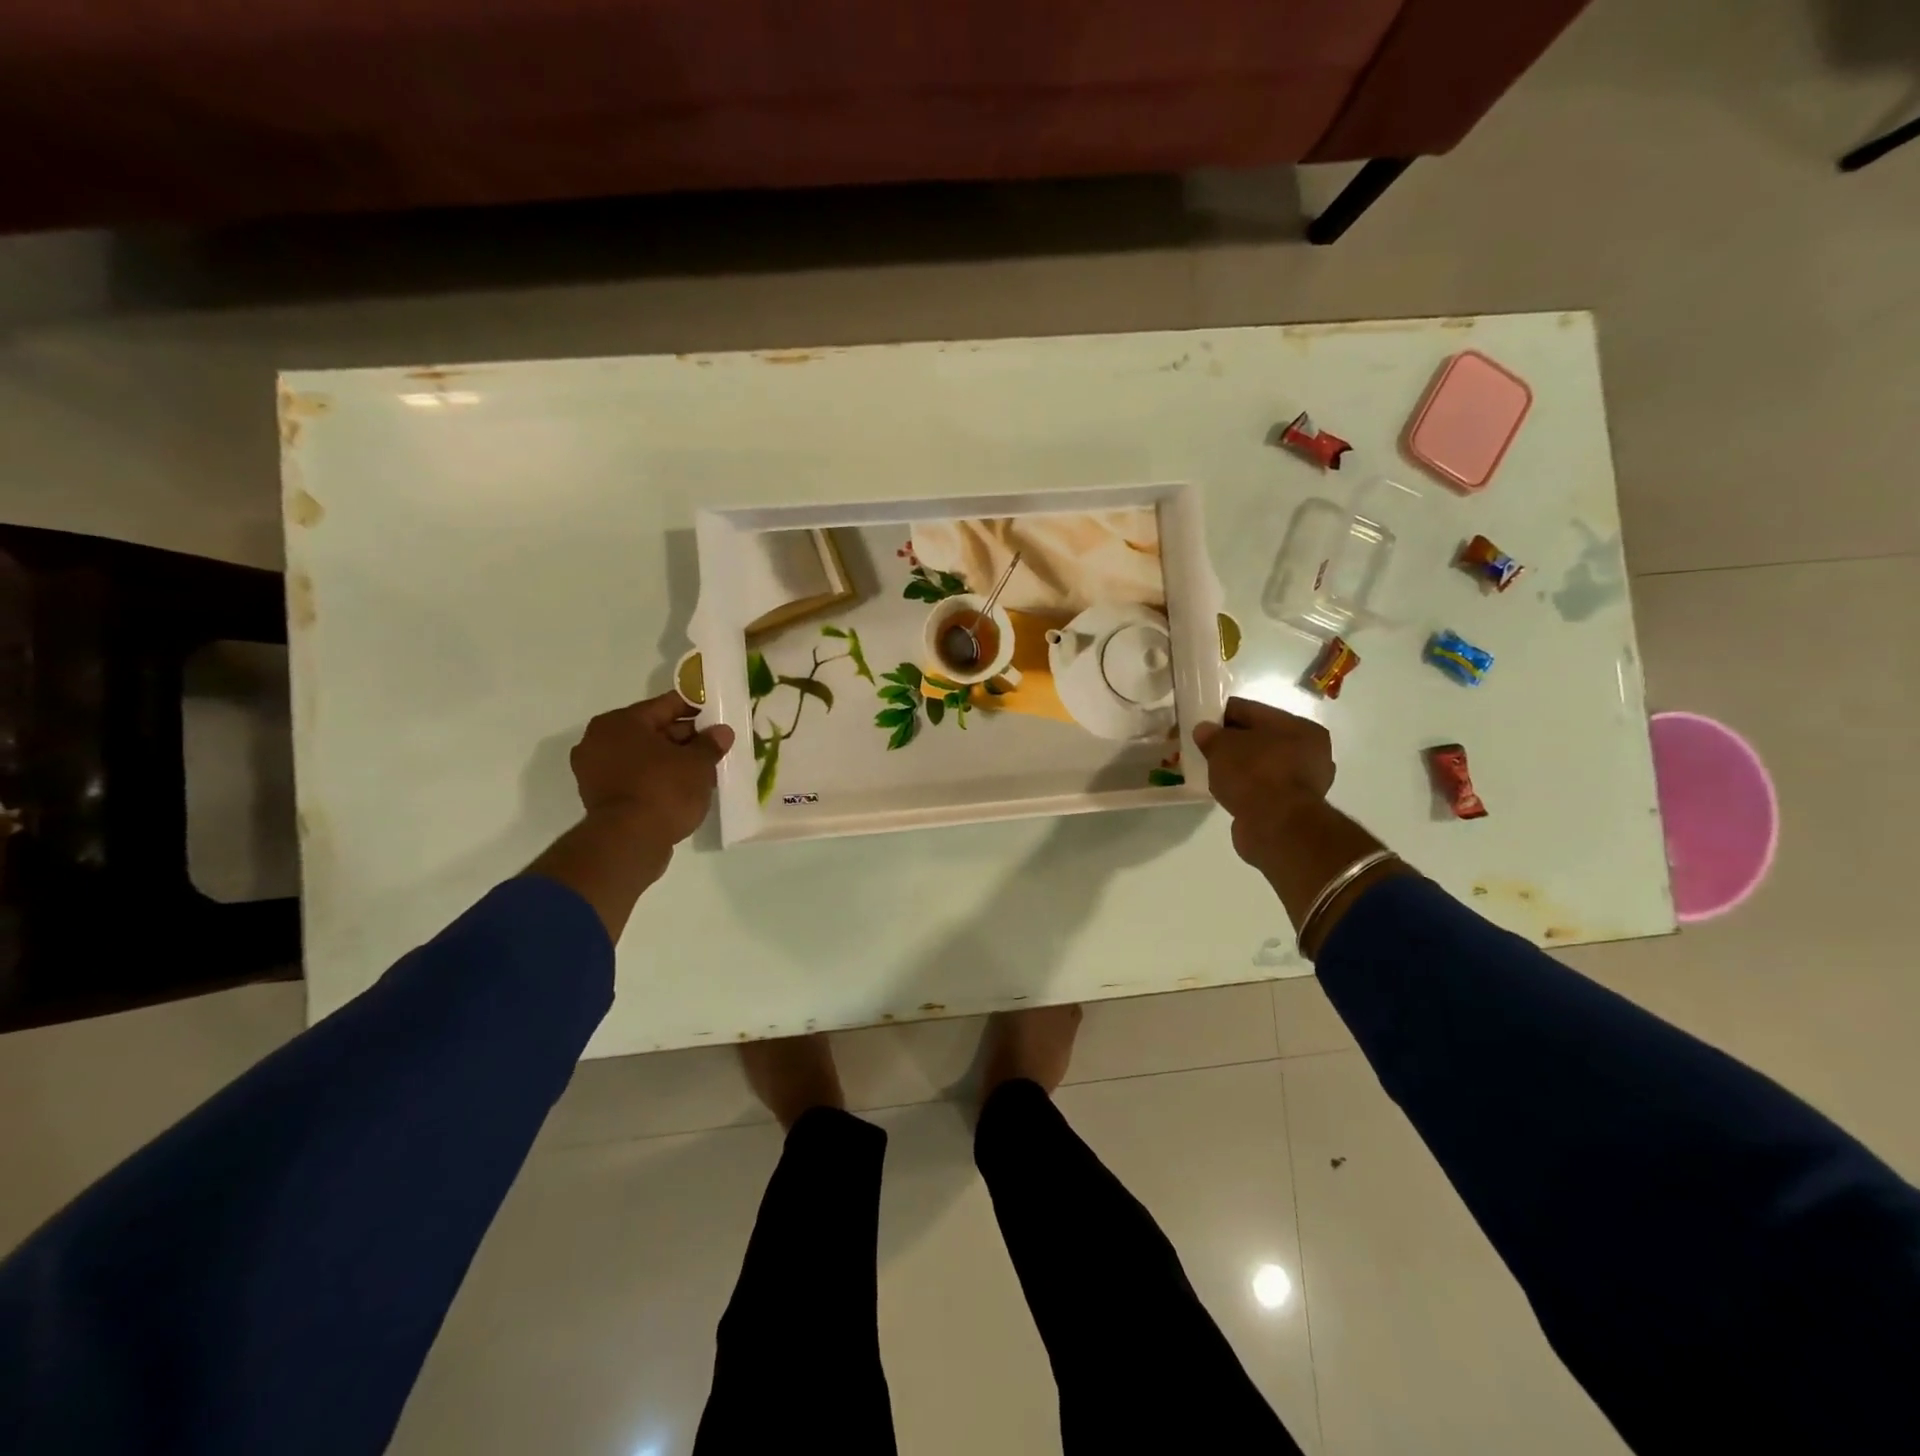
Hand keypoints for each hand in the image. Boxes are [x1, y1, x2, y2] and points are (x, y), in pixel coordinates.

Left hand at [570, 692, 734, 846]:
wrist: (629, 843)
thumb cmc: (663, 790)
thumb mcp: (697, 763)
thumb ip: (710, 744)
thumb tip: (721, 732)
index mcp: (620, 722)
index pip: (665, 705)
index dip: (695, 707)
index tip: (717, 713)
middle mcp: (600, 740)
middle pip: (652, 730)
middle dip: (685, 737)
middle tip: (715, 744)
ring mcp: (595, 771)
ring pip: (644, 756)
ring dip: (672, 759)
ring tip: (705, 768)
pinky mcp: (600, 797)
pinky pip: (636, 777)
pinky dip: (658, 778)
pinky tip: (685, 787)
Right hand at [1192, 697, 1335, 872]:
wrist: (1275, 827)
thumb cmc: (1253, 774)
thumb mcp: (1222, 746)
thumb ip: (1211, 735)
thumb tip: (1205, 731)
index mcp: (1299, 726)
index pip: (1251, 710)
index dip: (1221, 714)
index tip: (1200, 723)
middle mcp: (1310, 750)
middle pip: (1261, 737)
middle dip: (1233, 742)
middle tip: (1206, 748)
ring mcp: (1306, 781)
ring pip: (1264, 764)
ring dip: (1241, 766)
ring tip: (1215, 771)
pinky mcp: (1296, 807)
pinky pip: (1265, 788)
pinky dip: (1248, 787)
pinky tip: (1229, 791)